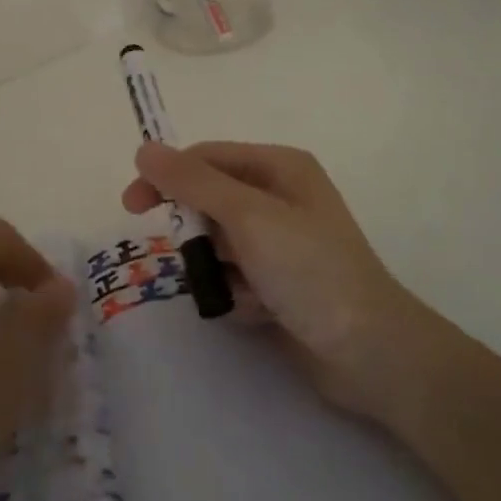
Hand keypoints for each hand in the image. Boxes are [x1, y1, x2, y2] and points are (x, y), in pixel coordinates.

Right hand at [122, 142, 433, 420]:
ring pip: (218, 244)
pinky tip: (260, 312)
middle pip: (210, 201)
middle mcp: (280, 198)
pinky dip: (237, 294)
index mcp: (279, 167)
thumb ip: (193, 182)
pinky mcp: (281, 283)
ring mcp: (282, 243)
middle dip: (199, 233)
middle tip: (193, 259)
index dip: (168, 176)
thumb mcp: (247, 216)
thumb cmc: (309, 269)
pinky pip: (236, 277)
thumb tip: (144, 149)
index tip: (132, 205)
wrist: (369, 352)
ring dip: (219, 269)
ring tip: (242, 290)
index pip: (207, 158)